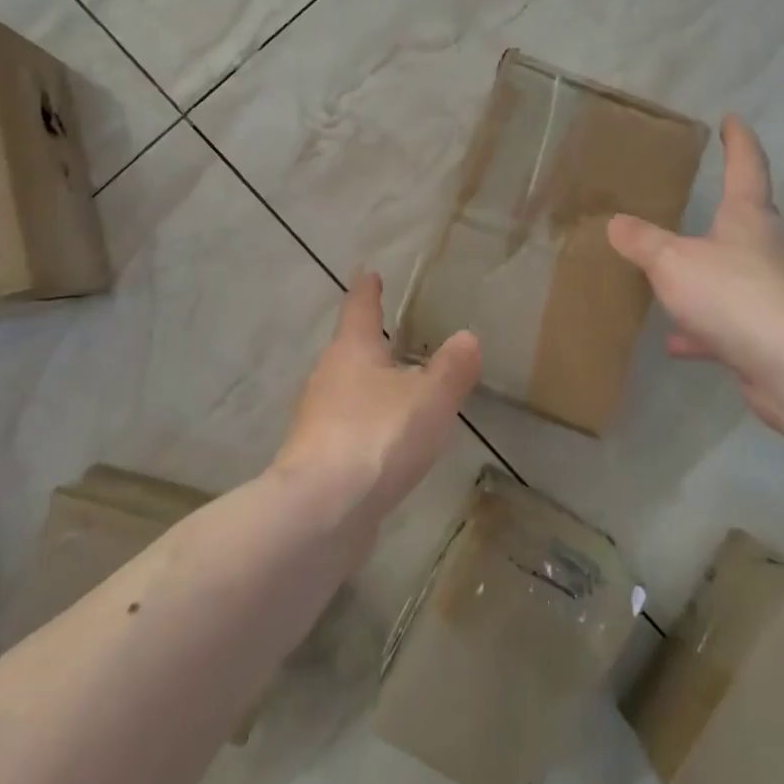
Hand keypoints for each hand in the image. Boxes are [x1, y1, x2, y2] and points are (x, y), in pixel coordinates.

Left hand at [275, 272, 481, 525]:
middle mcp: (327, 377)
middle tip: (394, 337)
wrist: (323, 510)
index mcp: (352, 351)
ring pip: (347, 391)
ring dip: (369, 388)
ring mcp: (316, 420)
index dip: (368, 290)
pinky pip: (348, 429)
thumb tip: (467, 337)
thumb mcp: (430, 398)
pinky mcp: (316, 458)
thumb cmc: (378, 435)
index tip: (370, 273)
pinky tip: (387, 444)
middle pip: (349, 351)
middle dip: (370, 344)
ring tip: (399, 392)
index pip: (360, 307)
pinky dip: (367, 426)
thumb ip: (452, 368)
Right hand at [608, 115, 783, 428]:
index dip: (737, 140)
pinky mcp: (773, 332)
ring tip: (672, 283)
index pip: (746, 165)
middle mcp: (769, 247)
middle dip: (724, 213)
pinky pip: (730, 321)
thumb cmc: (734, 295)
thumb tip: (616, 222)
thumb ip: (643, 242)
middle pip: (746, 221)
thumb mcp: (673, 262)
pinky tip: (676, 343)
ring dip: (707, 278)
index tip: (732, 120)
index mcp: (750, 217)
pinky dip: (704, 329)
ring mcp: (776, 290)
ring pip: (735, 275)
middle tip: (697, 206)